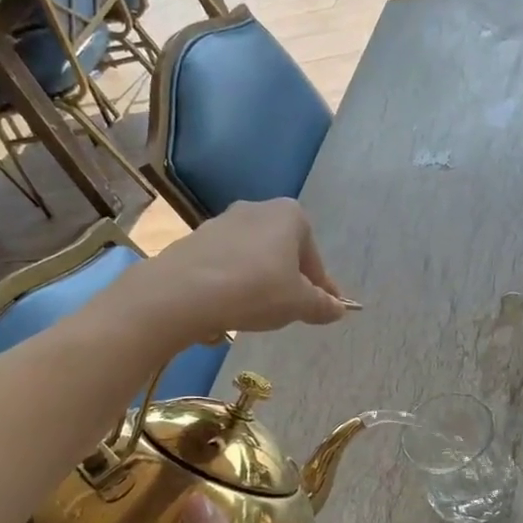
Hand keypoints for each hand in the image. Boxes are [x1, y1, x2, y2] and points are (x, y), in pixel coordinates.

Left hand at [123, 200, 346, 346]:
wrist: (184, 292)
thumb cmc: (256, 290)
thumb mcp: (299, 304)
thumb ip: (323, 305)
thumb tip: (339, 309)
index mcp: (291, 216)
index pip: (314, 258)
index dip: (321, 288)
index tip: (323, 310)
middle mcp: (257, 209)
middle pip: (283, 253)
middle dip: (287, 281)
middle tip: (289, 311)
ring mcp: (222, 222)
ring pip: (253, 258)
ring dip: (258, 283)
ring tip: (255, 313)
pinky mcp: (195, 240)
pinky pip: (225, 266)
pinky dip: (231, 285)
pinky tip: (227, 309)